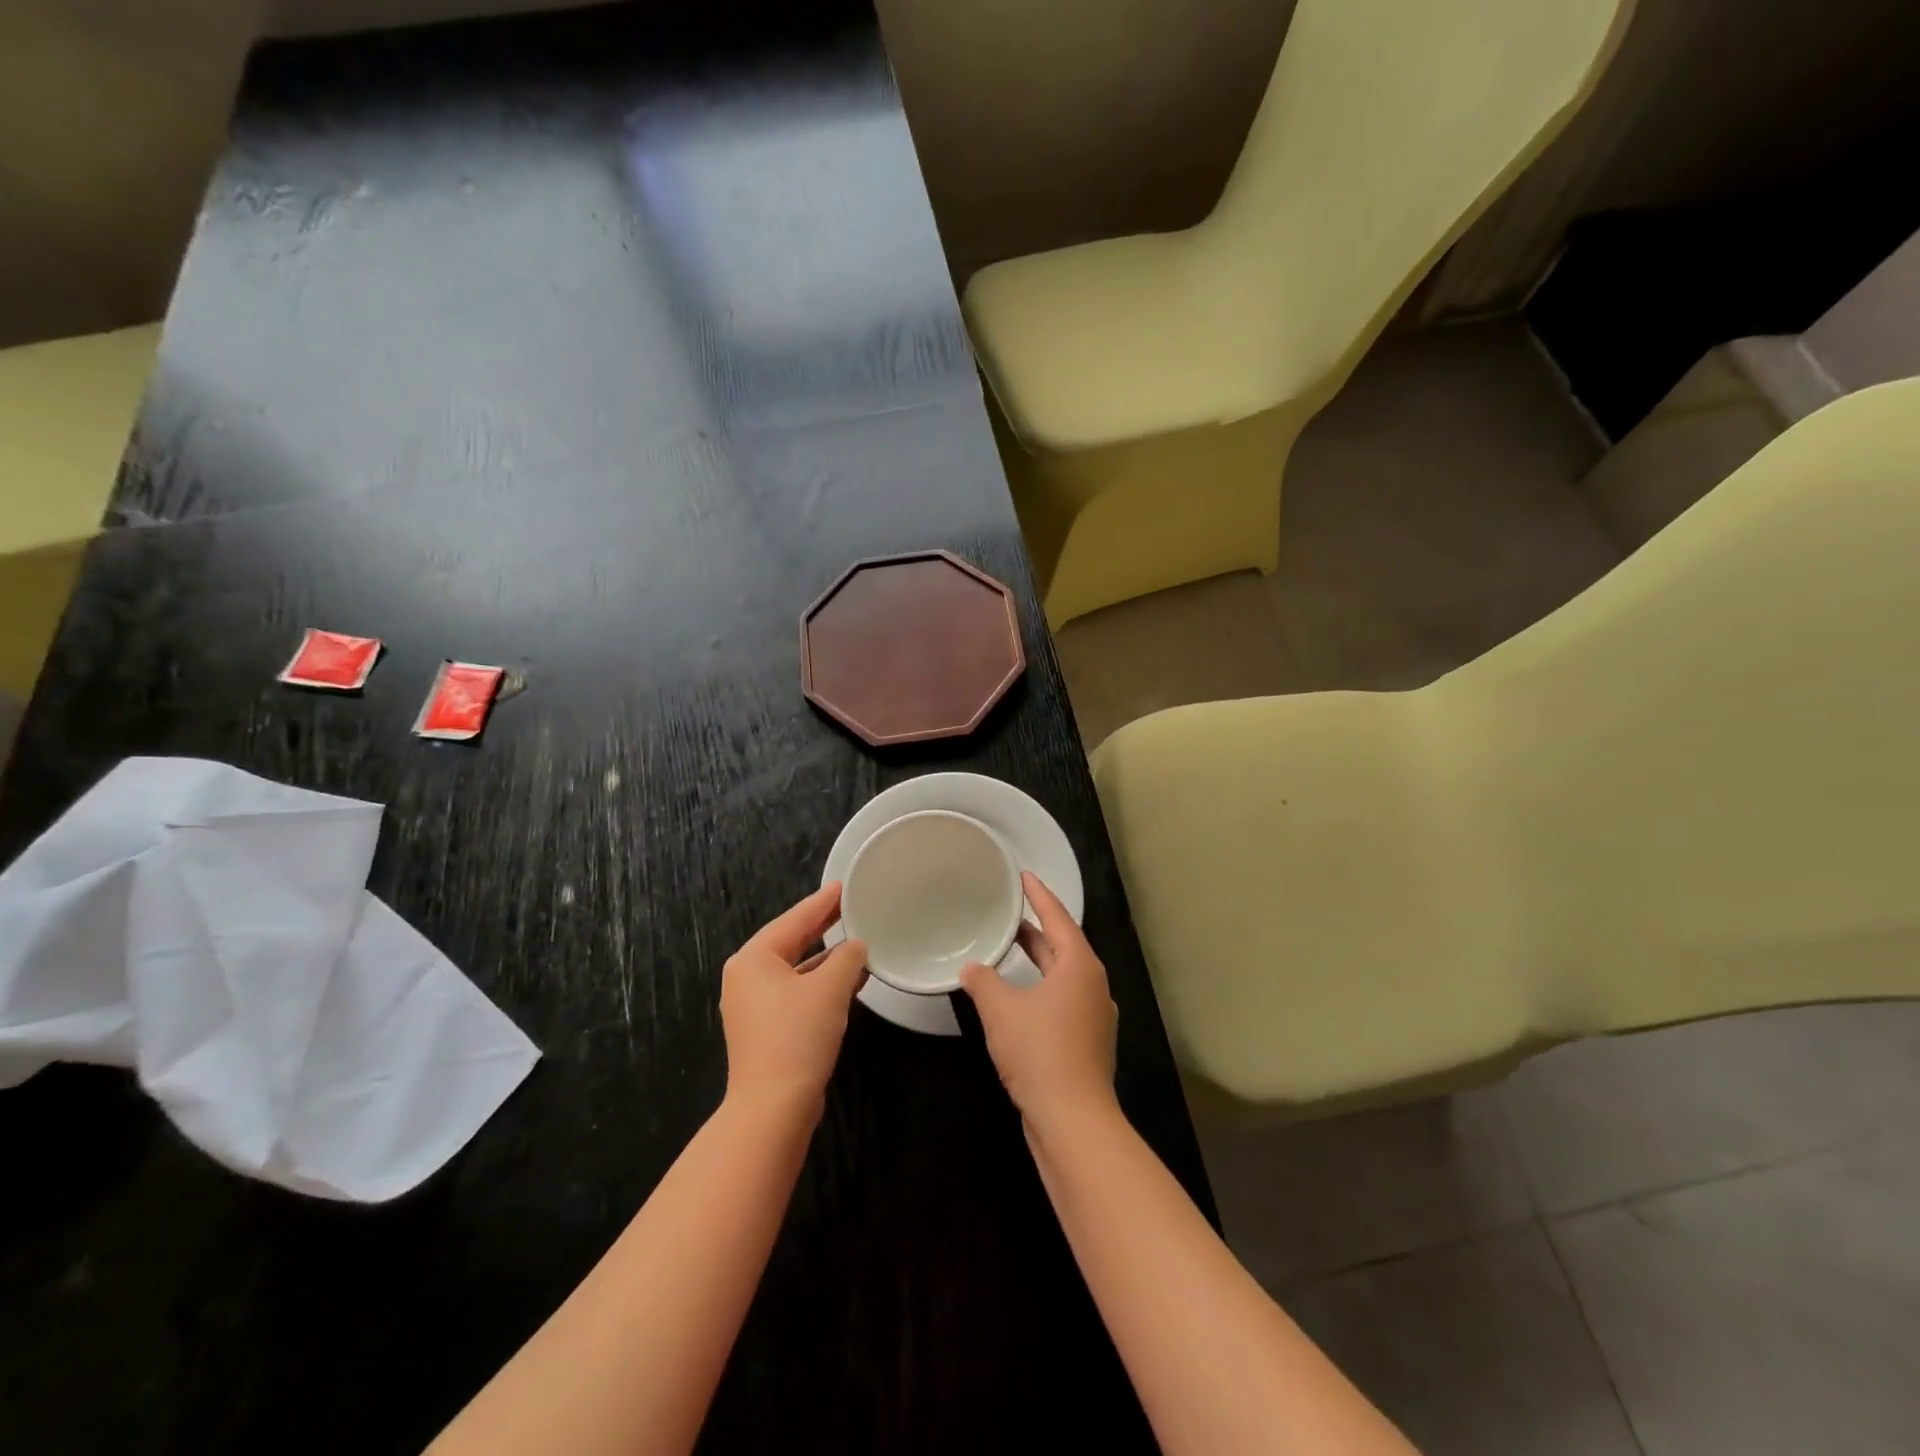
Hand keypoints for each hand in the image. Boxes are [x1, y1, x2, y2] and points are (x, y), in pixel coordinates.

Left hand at [720, 883, 867, 1120]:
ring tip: (857, 942)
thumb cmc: (797, 1037)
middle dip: (822, 927)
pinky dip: (820, 984)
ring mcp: (753, 1006)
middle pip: (790, 942)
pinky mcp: (765, 1030)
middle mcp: (746, 978)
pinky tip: (847, 981)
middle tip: (850, 907)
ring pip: (795, 969)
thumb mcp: (830, 989)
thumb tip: (856, 946)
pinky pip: (795, 992)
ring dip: (825, 958)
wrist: (772, 1108)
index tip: (843, 886)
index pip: (794, 920)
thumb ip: (847, 958)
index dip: (822, 903)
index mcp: (754, 959)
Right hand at [960, 872, 1117, 1125]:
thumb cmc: (1039, 1052)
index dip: (1040, 895)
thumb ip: (983, 982)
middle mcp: (1093, 985)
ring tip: (1010, 947)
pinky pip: (1064, 999)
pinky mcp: (1088, 1042)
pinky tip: (1019, 997)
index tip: (1024, 876)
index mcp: (1080, 967)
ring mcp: (1094, 1016)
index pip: (1058, 918)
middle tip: (1010, 911)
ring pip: (1063, 975)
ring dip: (1039, 960)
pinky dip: (1042, 987)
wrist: (1073, 1120)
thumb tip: (970, 968)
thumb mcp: (1001, 1011)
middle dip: (1037, 929)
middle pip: (1063, 946)